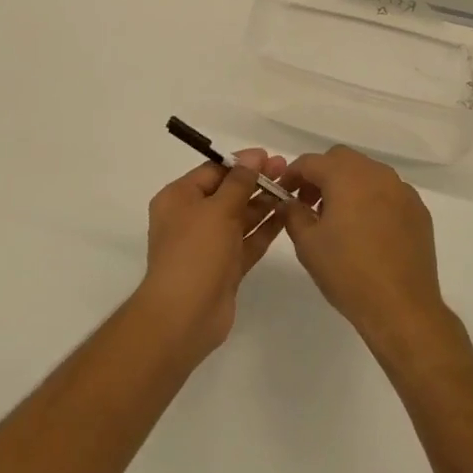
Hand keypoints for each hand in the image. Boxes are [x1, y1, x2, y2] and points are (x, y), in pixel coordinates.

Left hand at [136, 149, 287, 364]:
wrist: (185, 316)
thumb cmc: (195, 252)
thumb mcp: (217, 209)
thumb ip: (239, 182)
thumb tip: (254, 155)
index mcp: (179, 199)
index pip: (213, 172)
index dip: (241, 163)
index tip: (270, 156)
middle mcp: (191, 218)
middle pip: (228, 193)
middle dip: (256, 181)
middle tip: (287, 170)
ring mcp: (209, 245)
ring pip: (240, 217)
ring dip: (264, 204)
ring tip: (293, 190)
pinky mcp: (225, 268)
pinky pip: (247, 241)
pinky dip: (265, 229)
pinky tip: (287, 216)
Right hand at [281, 146, 454, 360]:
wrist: (402, 307)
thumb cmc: (348, 272)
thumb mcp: (307, 243)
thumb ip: (293, 214)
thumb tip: (288, 202)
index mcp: (346, 175)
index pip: (310, 162)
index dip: (292, 175)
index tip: (283, 194)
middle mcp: (376, 173)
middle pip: (341, 160)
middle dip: (321, 175)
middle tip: (309, 204)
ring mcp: (402, 190)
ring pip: (367, 173)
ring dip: (348, 185)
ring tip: (338, 220)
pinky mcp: (418, 210)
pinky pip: (388, 192)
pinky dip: (372, 200)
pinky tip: (368, 231)